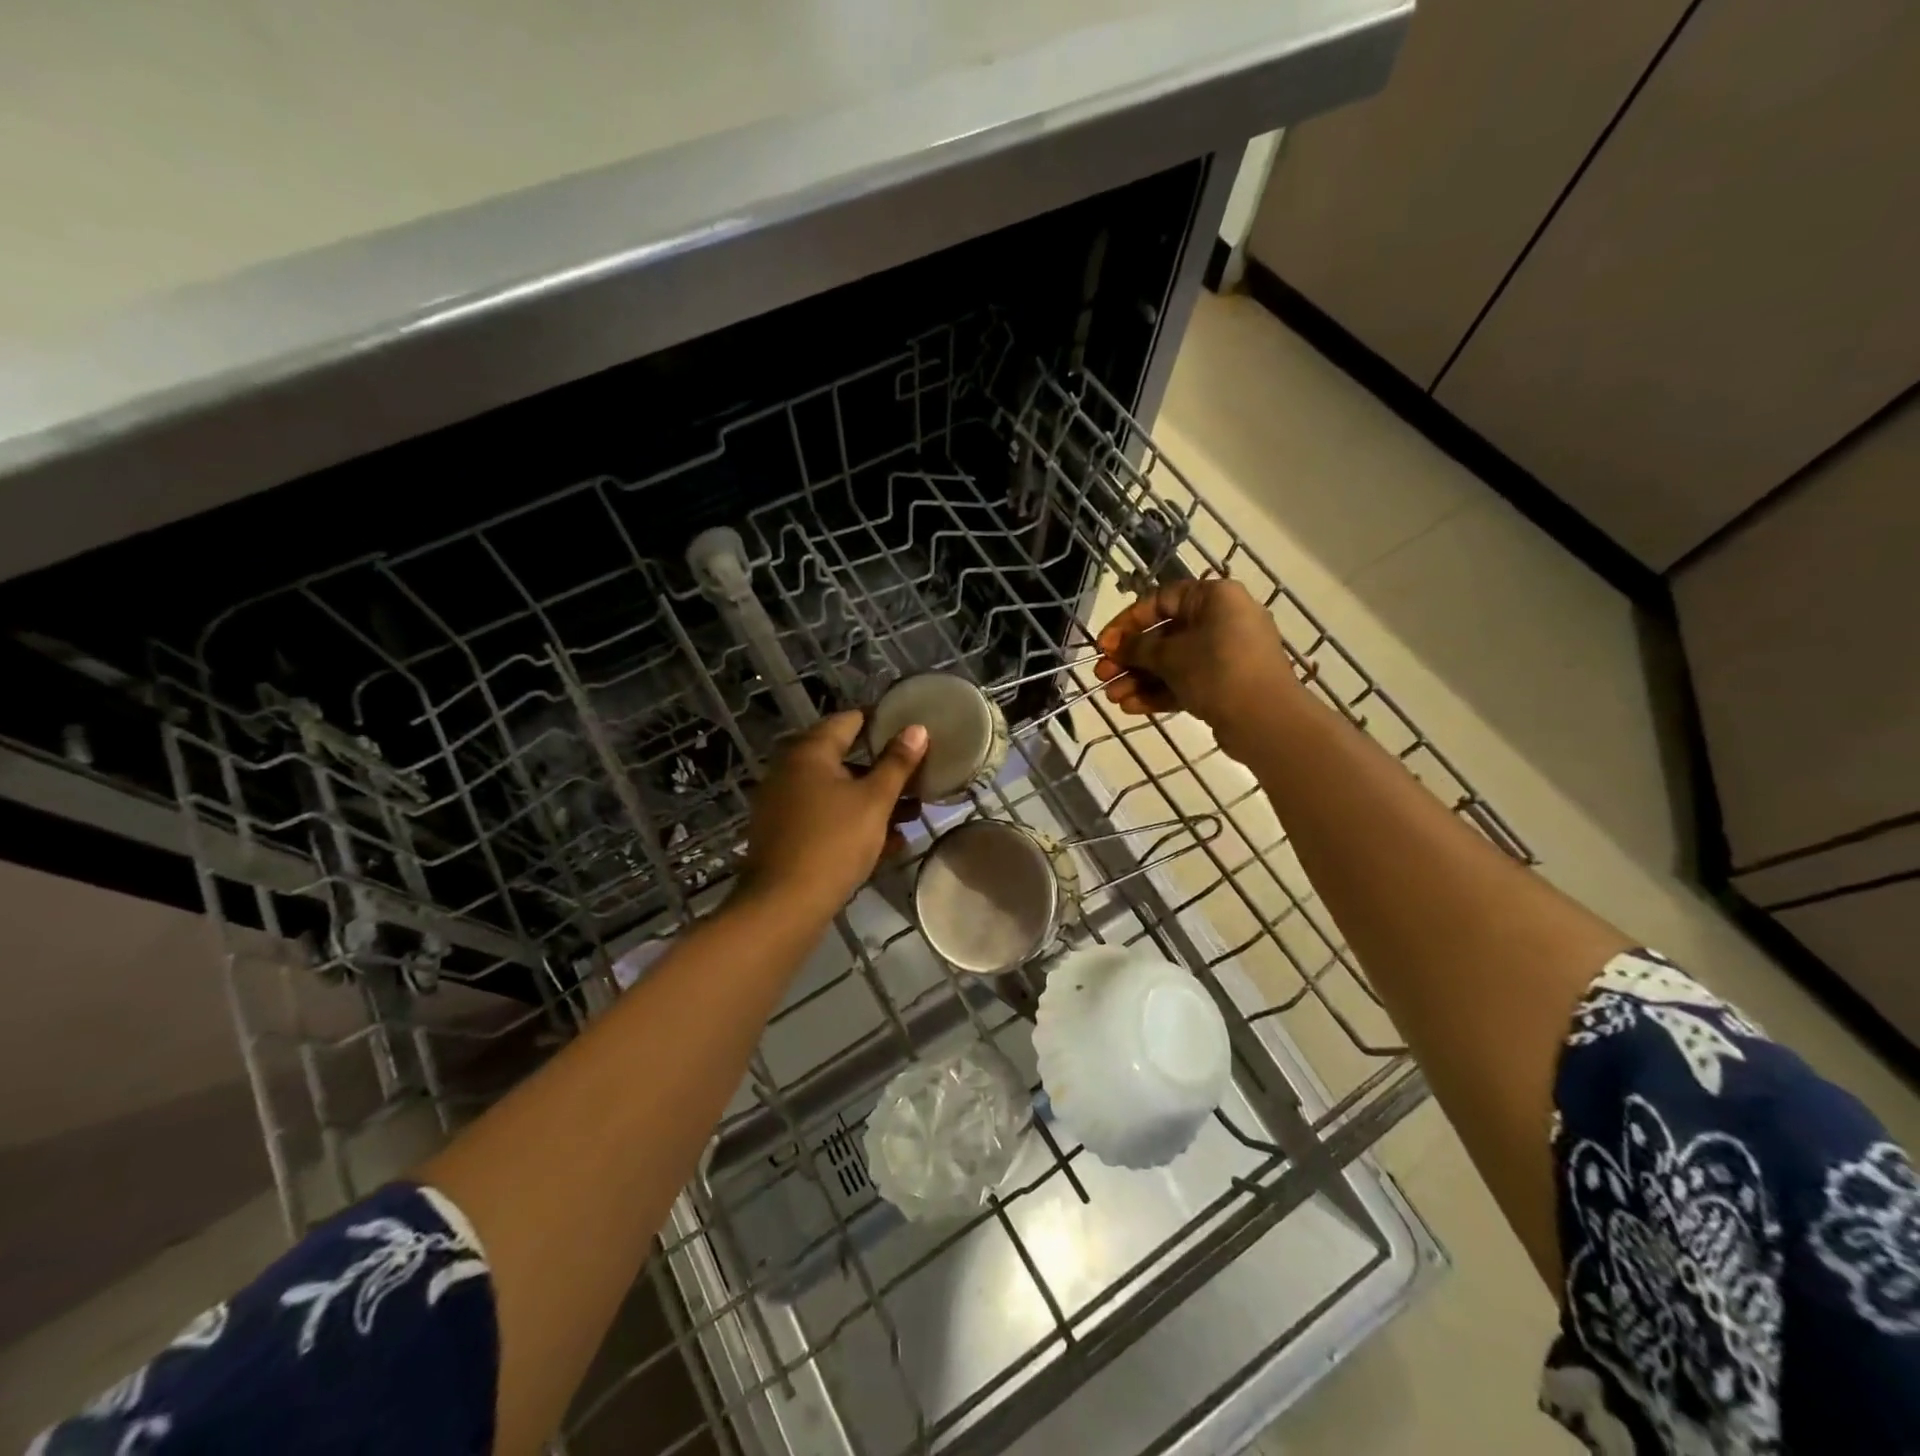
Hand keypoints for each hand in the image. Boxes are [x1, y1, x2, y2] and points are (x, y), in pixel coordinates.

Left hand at [737, 711, 928, 919]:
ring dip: (874, 801)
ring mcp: (785, 805)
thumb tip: (917, 728)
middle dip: (884, 770)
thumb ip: (897, 763)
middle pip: (845, 759)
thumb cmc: (833, 842)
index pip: (850, 720)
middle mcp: (791, 771)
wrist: (783, 906)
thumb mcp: (874, 801)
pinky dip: (855, 824)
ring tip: (913, 814)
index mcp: (809, 752)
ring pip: (838, 793)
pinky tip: (889, 843)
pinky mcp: (786, 835)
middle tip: (919, 777)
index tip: (913, 731)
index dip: (884, 722)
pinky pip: (827, 819)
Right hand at [1094, 578, 1296, 760]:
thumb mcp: (1170, 656)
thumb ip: (1138, 648)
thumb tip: (1116, 645)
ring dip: (1139, 679)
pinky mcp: (1226, 685)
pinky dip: (1159, 692)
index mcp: (1214, 598)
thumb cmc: (1217, 670)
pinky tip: (1131, 707)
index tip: (1104, 644)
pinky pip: (1186, 682)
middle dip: (1130, 658)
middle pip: (1164, 635)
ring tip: (1112, 697)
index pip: (1160, 600)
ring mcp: (1226, 655)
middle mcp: (1222, 620)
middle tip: (1102, 675)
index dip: (1127, 622)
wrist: (1266, 720)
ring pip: (1172, 663)